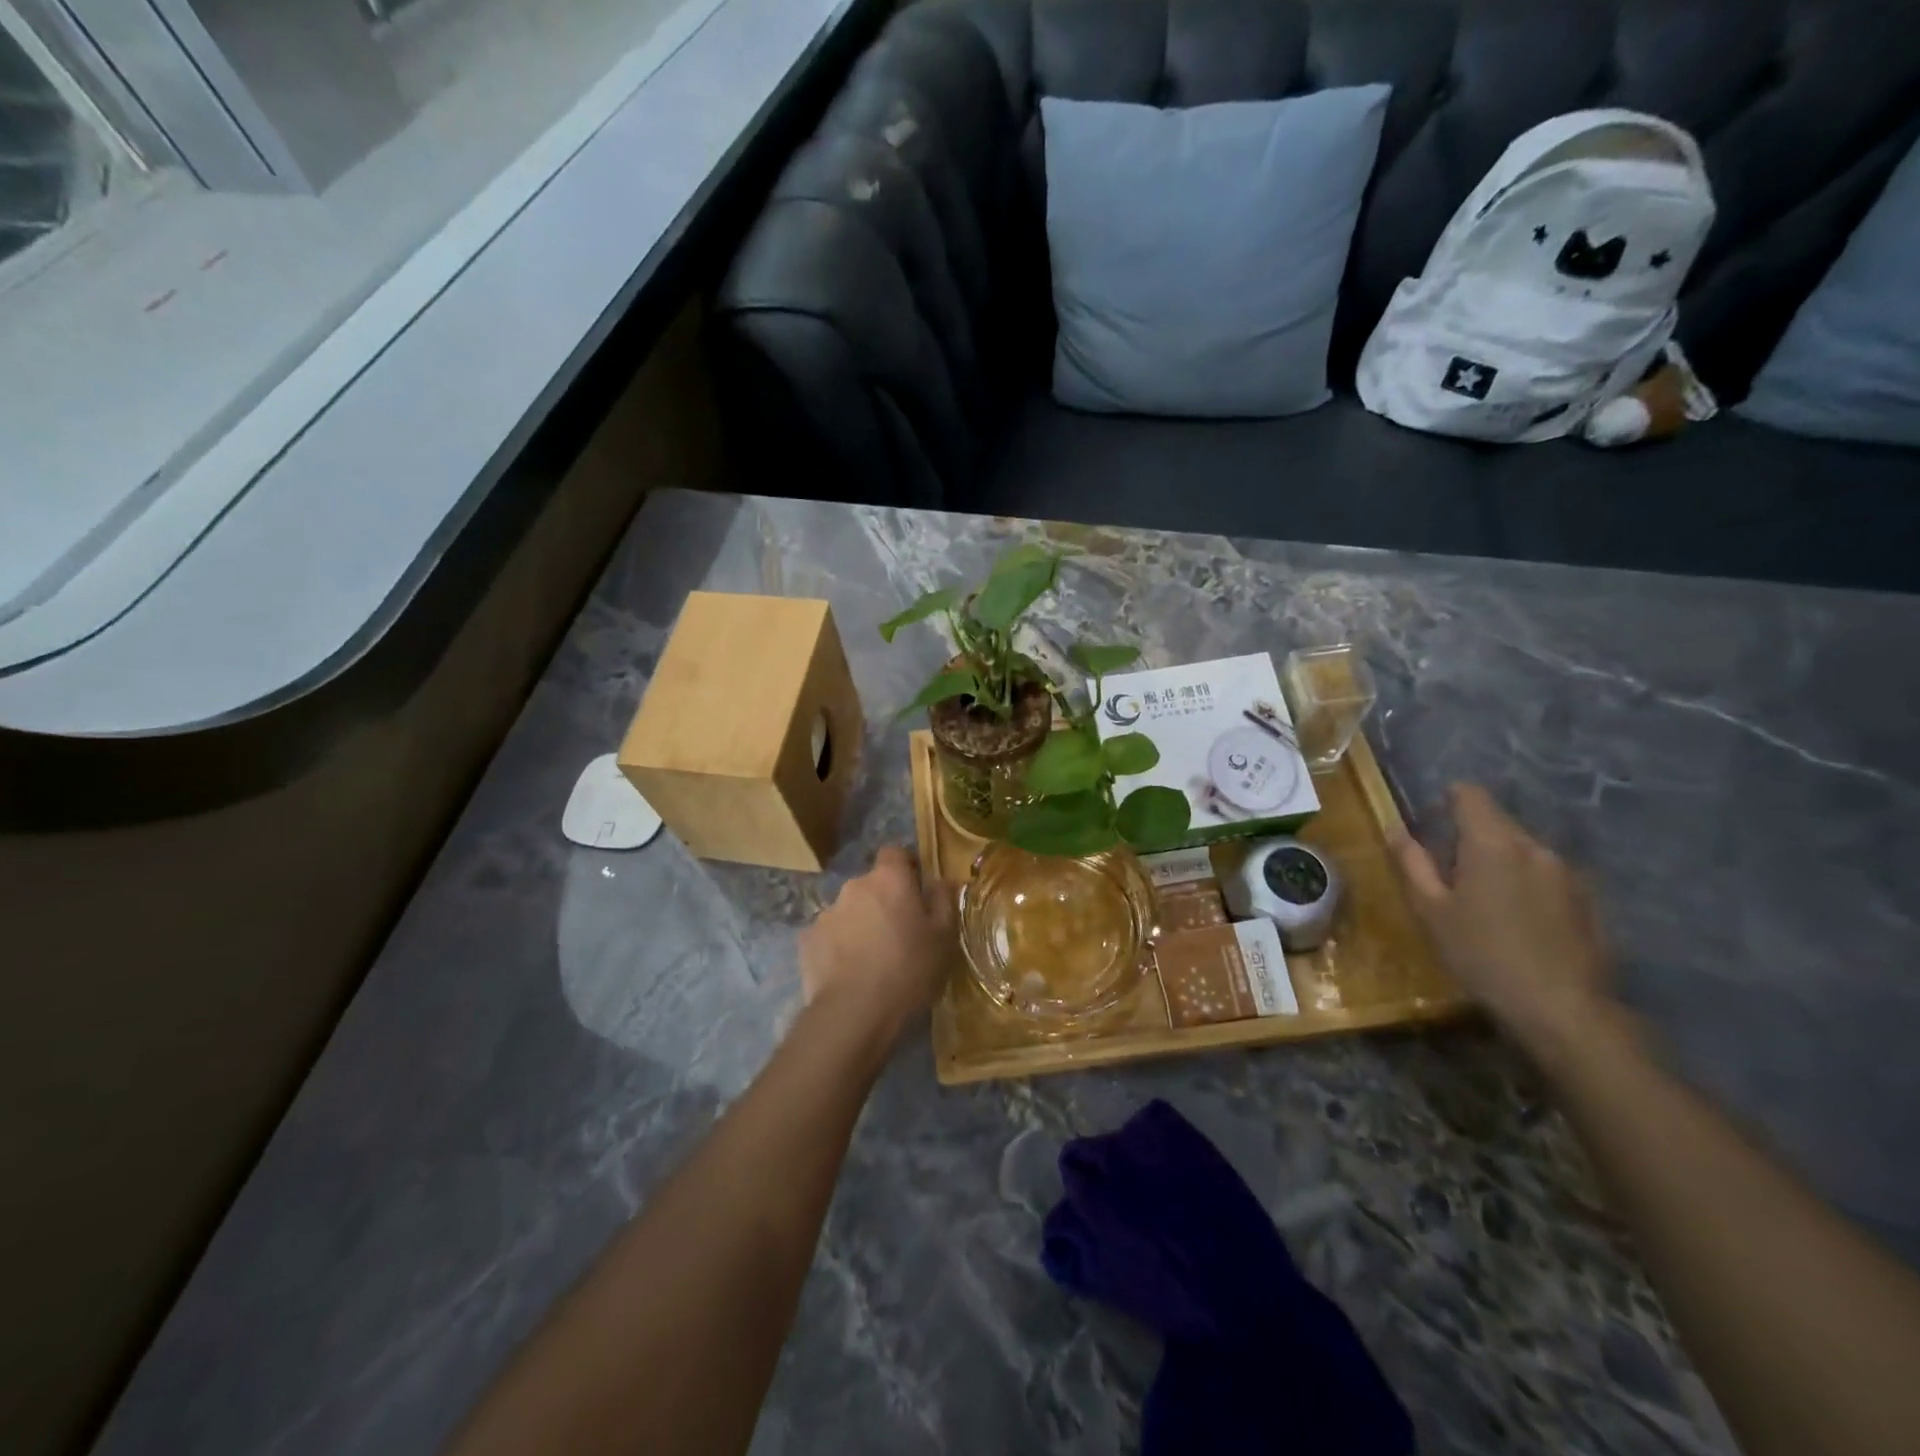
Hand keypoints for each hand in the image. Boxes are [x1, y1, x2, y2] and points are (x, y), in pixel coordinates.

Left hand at [799, 846, 956, 1045]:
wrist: (854, 1013)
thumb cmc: (909, 970)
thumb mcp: (943, 938)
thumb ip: (944, 901)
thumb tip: (943, 880)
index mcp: (889, 879)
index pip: (895, 852)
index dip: (906, 867)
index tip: (917, 890)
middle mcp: (854, 886)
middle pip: (872, 885)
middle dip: (884, 901)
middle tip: (899, 933)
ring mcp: (826, 913)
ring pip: (849, 911)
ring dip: (860, 924)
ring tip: (872, 959)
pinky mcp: (807, 940)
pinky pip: (829, 936)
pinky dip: (839, 947)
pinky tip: (848, 973)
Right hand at [1394, 784, 1618, 1062]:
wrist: (1562, 1009)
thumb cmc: (1481, 954)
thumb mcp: (1431, 910)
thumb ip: (1412, 863)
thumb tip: (1395, 829)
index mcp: (1492, 843)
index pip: (1471, 795)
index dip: (1449, 798)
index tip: (1432, 819)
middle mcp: (1535, 847)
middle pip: (1499, 821)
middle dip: (1472, 834)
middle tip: (1449, 869)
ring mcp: (1568, 873)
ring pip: (1525, 850)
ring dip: (1501, 860)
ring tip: (1484, 898)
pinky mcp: (1589, 900)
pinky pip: (1548, 876)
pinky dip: (1527, 884)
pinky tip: (1518, 920)